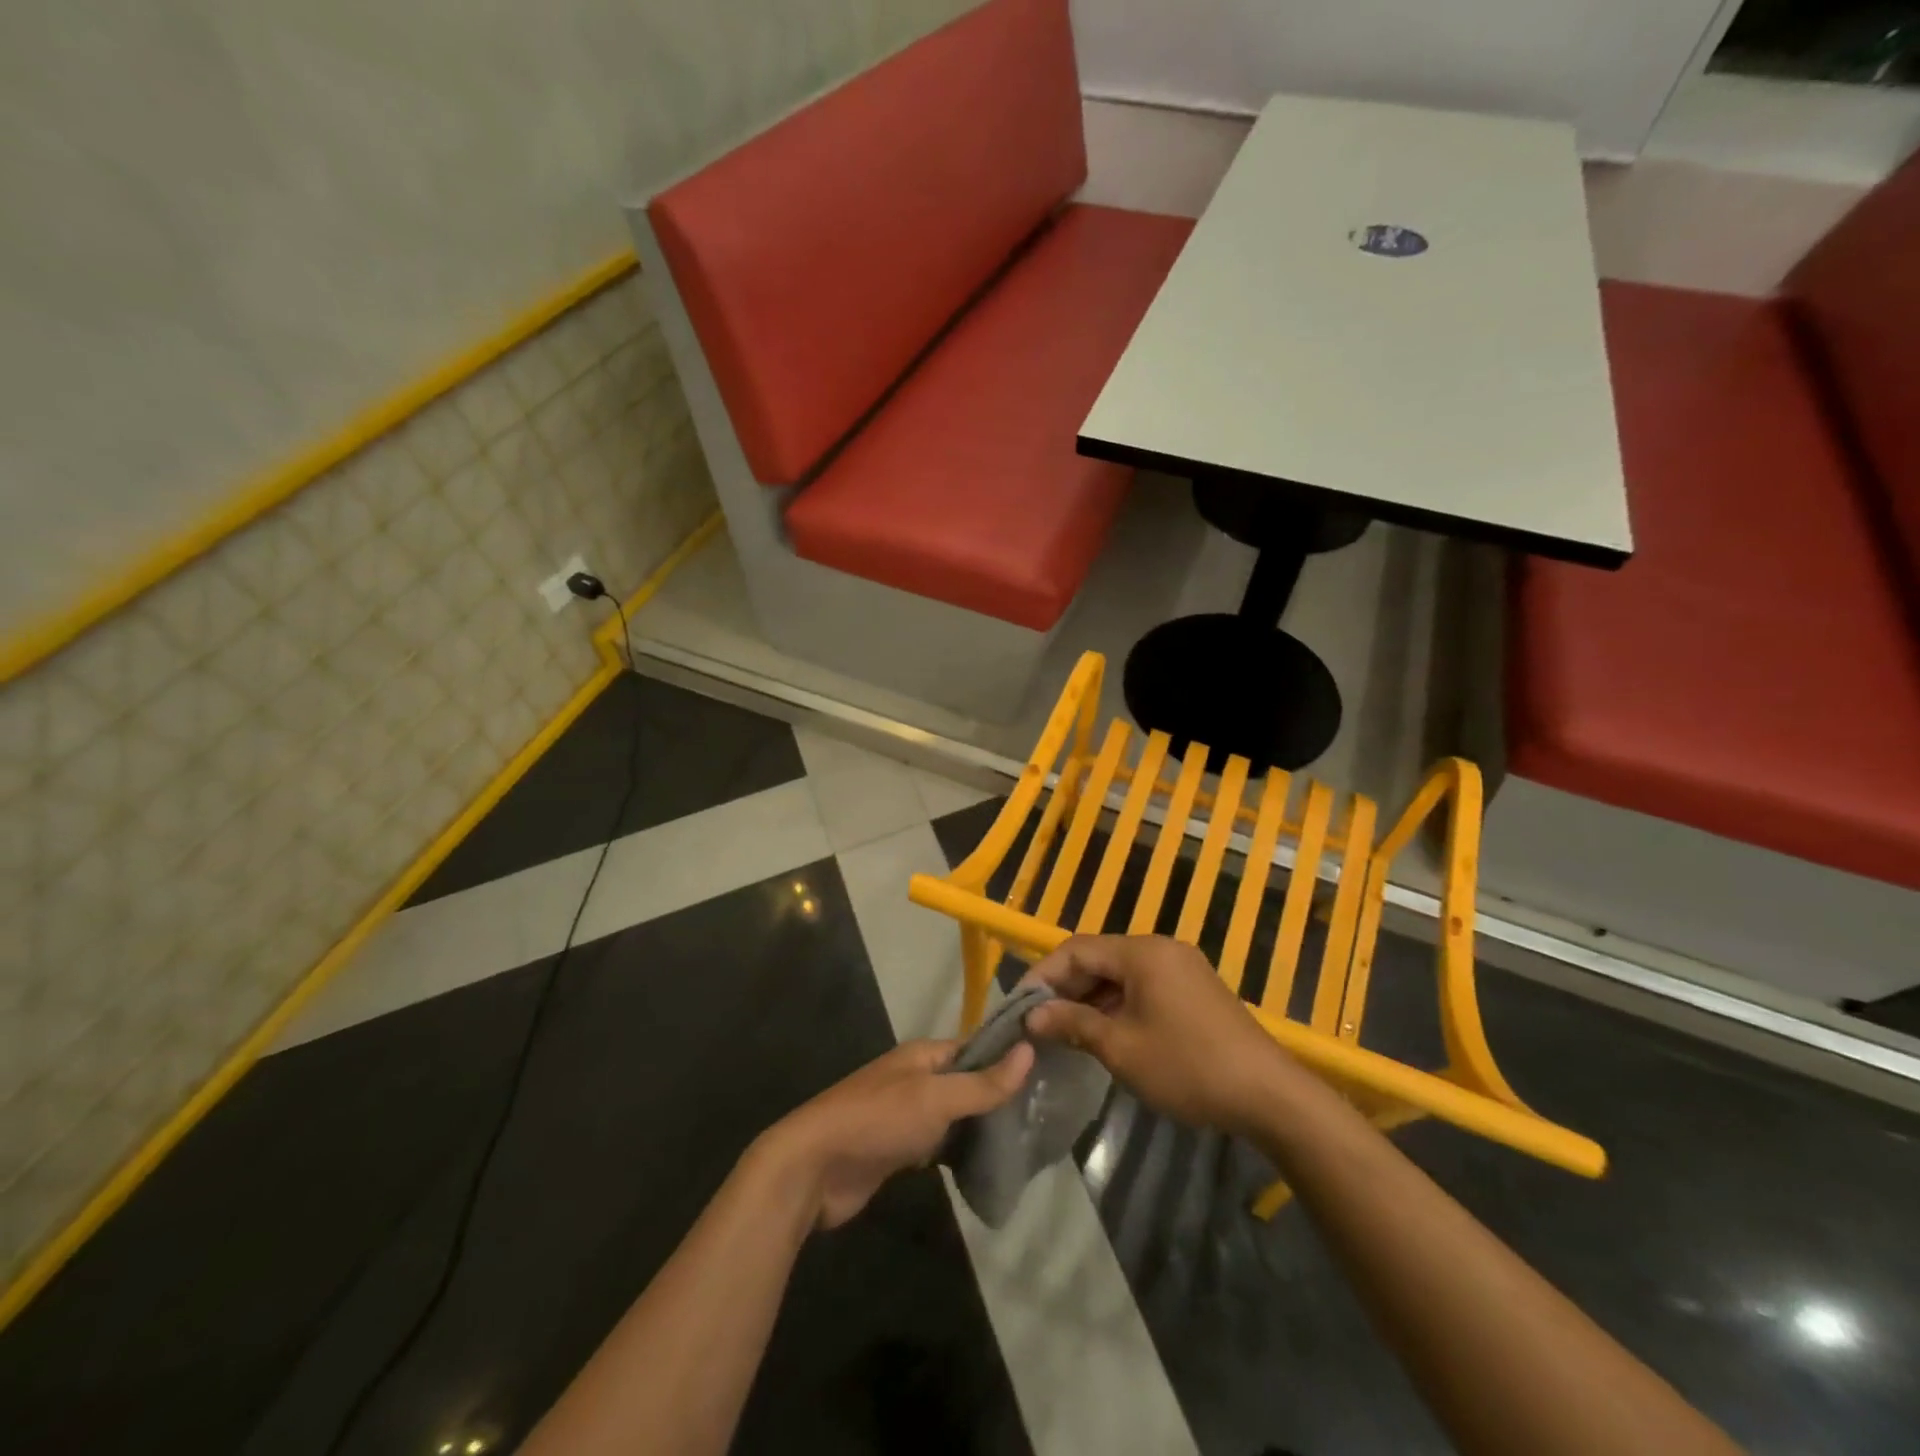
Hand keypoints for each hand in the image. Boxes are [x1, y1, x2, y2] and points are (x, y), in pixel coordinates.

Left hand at [757, 1039, 1032, 1229]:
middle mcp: (915, 1079)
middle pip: (965, 1082)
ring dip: (980, 1127)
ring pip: (953, 1116)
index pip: (974, 1048)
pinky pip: (938, 1144)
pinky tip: (987, 1166)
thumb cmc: (877, 1121)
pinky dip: (959, 1152)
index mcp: (922, 1055)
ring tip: (1026, 1141)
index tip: (1047, 1072)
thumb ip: (982, 1082)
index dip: (1007, 1058)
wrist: (814, 1168)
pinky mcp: (898, 1150)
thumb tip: (1029, 1050)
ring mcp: (905, 1115)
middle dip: (998, 1097)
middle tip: (1043, 1115)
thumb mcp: (935, 1098)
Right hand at [1023, 935, 1295, 1137]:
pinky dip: (1118, 1003)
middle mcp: (1161, 948)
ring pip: (1121, 973)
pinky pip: (1143, 985)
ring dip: (1091, 998)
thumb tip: (1033, 1015)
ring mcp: (1182, 967)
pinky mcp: (1195, 988)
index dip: (1043, 974)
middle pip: (1099, 957)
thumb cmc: (1188, 1067)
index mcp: (1142, 952)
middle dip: (1066, 987)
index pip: (1077, 949)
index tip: (1019, 1005)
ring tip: (1064, 1031)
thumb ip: (1073, 1024)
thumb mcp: (1121, 1048)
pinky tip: (1104, 1032)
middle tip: (1038, 1021)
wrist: (1269, 1095)